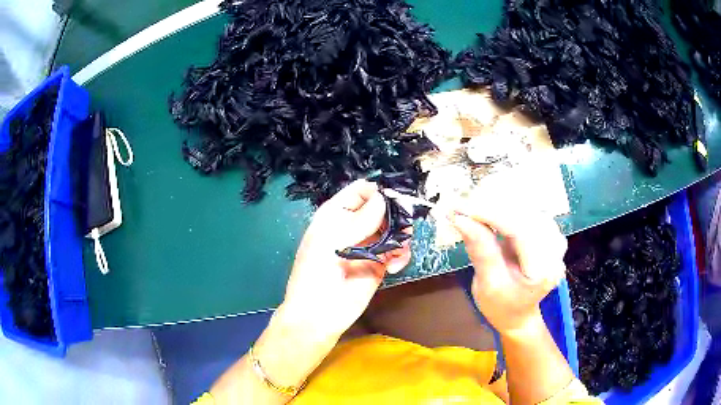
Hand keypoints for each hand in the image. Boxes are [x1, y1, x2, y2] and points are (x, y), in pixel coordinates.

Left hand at [279, 180, 411, 340]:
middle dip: (395, 214)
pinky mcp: (379, 265)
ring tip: (400, 248)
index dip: (377, 192)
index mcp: (336, 215)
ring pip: (393, 229)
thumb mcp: (331, 241)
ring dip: (402, 235)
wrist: (318, 315)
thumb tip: (383, 199)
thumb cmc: (315, 274)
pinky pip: (398, 252)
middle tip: (403, 227)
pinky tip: (396, 266)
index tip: (394, 200)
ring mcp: (368, 246)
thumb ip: (359, 220)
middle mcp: (354, 227)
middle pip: (382, 209)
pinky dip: (402, 254)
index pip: (360, 192)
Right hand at [449, 200, 566, 335]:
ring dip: (497, 203)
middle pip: (523, 214)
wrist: (518, 315)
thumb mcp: (487, 285)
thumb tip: (460, 218)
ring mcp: (554, 238)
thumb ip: (480, 250)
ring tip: (471, 207)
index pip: (519, 230)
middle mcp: (555, 250)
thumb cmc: (502, 306)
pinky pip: (527, 210)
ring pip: (526, 207)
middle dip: (490, 205)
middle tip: (460, 205)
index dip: (490, 213)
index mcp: (543, 269)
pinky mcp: (548, 232)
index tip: (460, 207)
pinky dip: (505, 207)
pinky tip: (490, 210)